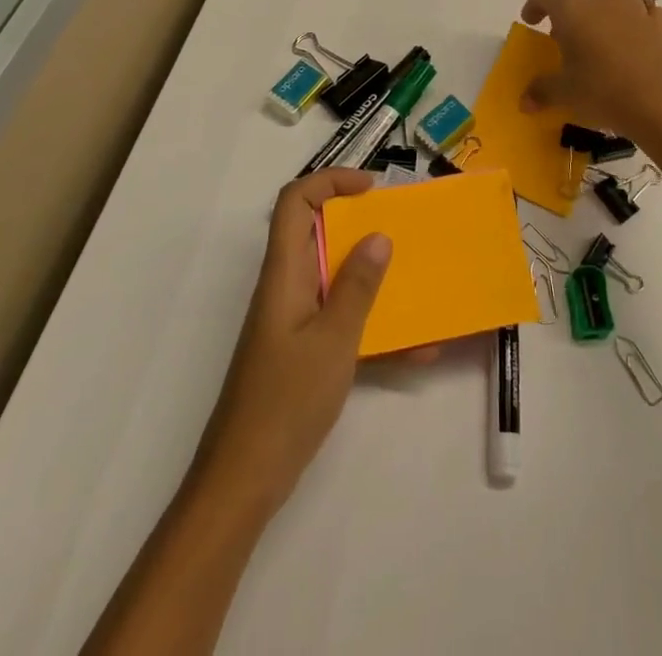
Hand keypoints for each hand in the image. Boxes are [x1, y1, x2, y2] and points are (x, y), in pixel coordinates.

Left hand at [190, 169, 391, 516]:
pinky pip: (342, 321)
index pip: (295, 202)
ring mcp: (294, 319)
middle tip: (403, 230)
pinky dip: (375, 327)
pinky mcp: (303, 350)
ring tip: (417, 283)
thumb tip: (378, 236)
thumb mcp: (333, 341)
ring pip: (335, 278)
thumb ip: (357, 287)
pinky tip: (417, 351)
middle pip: (318, 234)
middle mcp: (287, 286)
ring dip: (374, 277)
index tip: (372, 188)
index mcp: (284, 273)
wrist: (244, 480)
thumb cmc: (285, 401)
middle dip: (361, 226)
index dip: (330, 181)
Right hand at [519, 0, 661, 143]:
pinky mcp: (659, 25)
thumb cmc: (600, 89)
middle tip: (564, 34)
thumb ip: (541, 91)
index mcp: (571, 7)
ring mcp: (634, 8)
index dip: (536, 4)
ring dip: (607, 2)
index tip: (532, 22)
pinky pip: (646, 10)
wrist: (656, 101)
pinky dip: (637, 18)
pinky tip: (633, 37)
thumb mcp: (563, 93)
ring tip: (602, 26)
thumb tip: (525, 101)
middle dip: (569, 7)